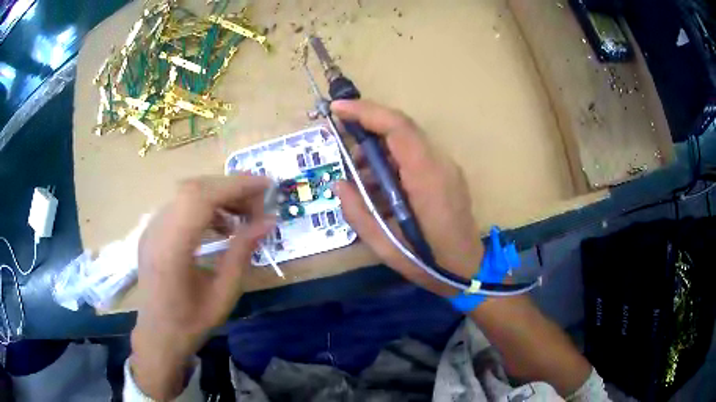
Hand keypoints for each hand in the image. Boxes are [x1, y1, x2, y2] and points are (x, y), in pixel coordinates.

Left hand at [131, 175, 274, 399]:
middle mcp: (156, 230)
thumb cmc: (191, 323)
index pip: (201, 198)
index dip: (235, 185)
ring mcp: (151, 228)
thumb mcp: (224, 294)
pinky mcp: (152, 231)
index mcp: (171, 249)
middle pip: (194, 189)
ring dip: (218, 197)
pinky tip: (220, 225)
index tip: (266, 186)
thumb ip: (242, 253)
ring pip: (186, 194)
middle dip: (230, 189)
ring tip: (241, 217)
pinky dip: (204, 207)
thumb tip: (268, 223)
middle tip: (258, 204)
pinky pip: (180, 206)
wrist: (158, 336)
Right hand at [333, 100, 483, 296]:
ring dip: (379, 147)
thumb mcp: (386, 247)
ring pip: (408, 141)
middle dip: (368, 128)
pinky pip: (416, 155)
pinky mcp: (448, 175)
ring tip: (359, 173)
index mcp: (427, 178)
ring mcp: (448, 168)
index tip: (338, 108)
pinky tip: (380, 184)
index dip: (366, 112)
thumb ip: (358, 213)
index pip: (398, 128)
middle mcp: (441, 164)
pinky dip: (392, 160)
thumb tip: (339, 184)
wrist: (470, 271)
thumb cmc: (430, 263)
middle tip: (343, 147)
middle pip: (403, 128)